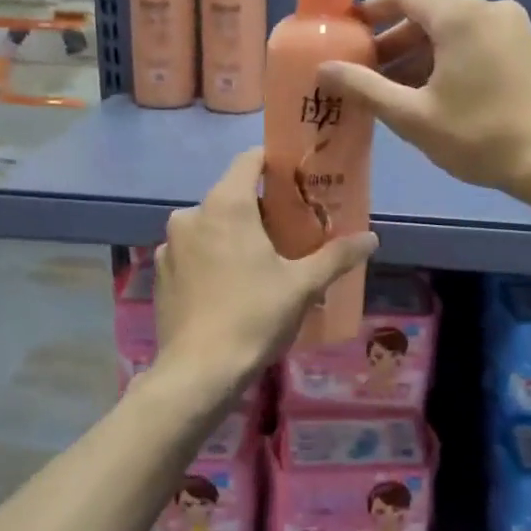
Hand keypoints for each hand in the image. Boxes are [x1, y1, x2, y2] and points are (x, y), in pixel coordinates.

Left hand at [156, 148, 376, 378]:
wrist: (198, 371)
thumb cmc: (254, 316)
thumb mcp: (303, 285)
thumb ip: (337, 256)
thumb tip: (372, 238)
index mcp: (226, 205)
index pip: (249, 159)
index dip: (274, 163)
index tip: (296, 180)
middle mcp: (191, 215)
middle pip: (231, 196)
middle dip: (260, 209)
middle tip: (289, 232)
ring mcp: (169, 245)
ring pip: (210, 226)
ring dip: (233, 235)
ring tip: (260, 265)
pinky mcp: (159, 273)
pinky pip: (192, 252)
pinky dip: (211, 258)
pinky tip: (228, 288)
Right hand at [319, 0, 530, 197]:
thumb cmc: (481, 136)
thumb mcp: (413, 116)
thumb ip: (365, 88)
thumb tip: (324, 68)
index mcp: (461, 15)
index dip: (371, 11)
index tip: (347, 34)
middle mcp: (489, 10)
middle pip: (429, 14)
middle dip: (393, 43)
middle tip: (365, 75)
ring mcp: (515, 28)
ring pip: (454, 32)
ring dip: (420, 56)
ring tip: (395, 93)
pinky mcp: (529, 50)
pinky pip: (477, 44)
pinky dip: (449, 61)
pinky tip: (436, 96)